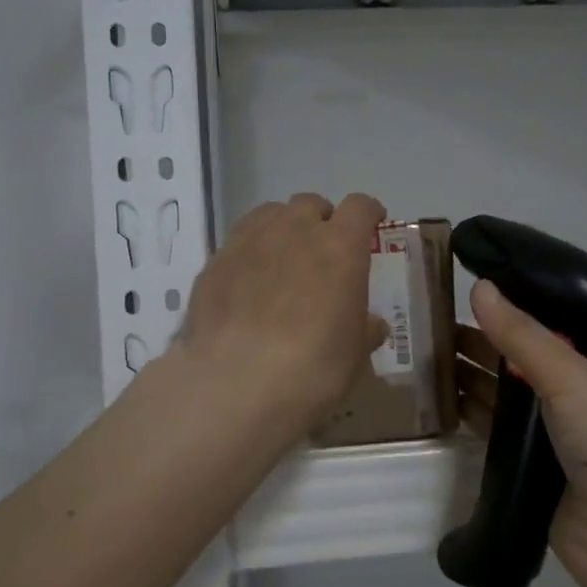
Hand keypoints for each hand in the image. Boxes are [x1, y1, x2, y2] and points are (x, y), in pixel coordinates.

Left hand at [176, 192, 387, 437]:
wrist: (236, 382)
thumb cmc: (313, 367)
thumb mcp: (354, 355)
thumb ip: (365, 330)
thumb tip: (371, 324)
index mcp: (340, 246)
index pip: (360, 207)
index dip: (368, 213)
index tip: (371, 224)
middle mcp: (294, 230)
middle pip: (310, 204)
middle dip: (320, 219)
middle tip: (323, 249)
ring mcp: (250, 241)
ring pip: (270, 214)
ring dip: (283, 228)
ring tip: (282, 258)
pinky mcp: (215, 261)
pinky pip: (239, 242)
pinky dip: (250, 252)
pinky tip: (247, 283)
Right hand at [456, 278, 586, 586]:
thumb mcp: (570, 378)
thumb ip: (521, 335)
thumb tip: (480, 287)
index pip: (555, 327)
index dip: (513, 310)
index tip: (468, 293)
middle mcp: (585, 398)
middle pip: (525, 360)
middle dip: (483, 343)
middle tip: (430, 324)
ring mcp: (560, 436)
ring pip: (508, 397)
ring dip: (472, 377)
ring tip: (424, 355)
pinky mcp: (536, 470)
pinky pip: (499, 433)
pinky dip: (473, 415)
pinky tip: (440, 399)